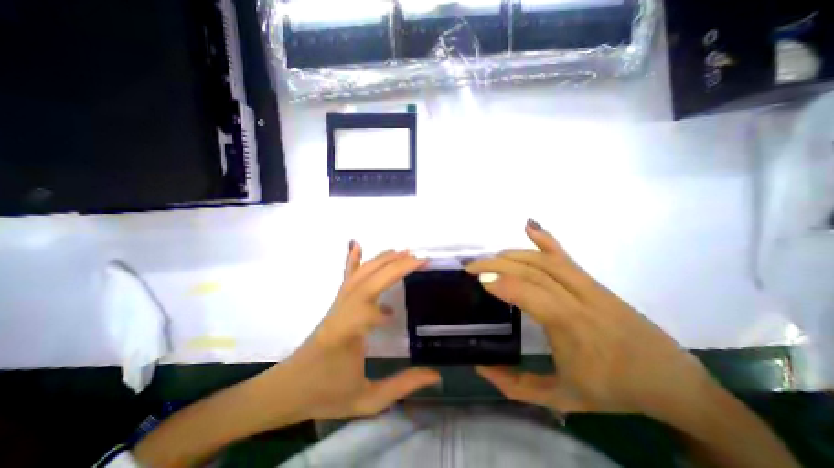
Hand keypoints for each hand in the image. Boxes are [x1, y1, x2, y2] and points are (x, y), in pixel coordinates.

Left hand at [259, 242, 441, 421]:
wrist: (287, 388)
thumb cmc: (324, 394)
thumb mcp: (366, 400)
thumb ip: (402, 385)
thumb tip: (435, 375)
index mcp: (345, 335)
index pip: (366, 310)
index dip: (384, 307)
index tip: (403, 310)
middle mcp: (341, 311)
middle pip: (368, 281)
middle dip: (395, 267)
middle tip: (420, 259)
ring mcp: (337, 303)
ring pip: (360, 275)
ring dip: (382, 260)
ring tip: (404, 252)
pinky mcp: (336, 301)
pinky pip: (346, 277)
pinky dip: (352, 259)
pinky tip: (357, 244)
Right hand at [467, 222, 712, 422]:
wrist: (671, 381)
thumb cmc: (614, 391)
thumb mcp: (560, 398)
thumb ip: (515, 386)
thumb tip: (481, 367)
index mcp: (571, 327)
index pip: (531, 293)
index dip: (502, 283)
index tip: (478, 279)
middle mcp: (579, 299)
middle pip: (533, 270)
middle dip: (498, 264)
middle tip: (472, 265)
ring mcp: (589, 286)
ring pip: (545, 260)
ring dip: (513, 254)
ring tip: (490, 258)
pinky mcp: (593, 281)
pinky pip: (565, 255)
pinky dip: (545, 239)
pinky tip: (529, 226)